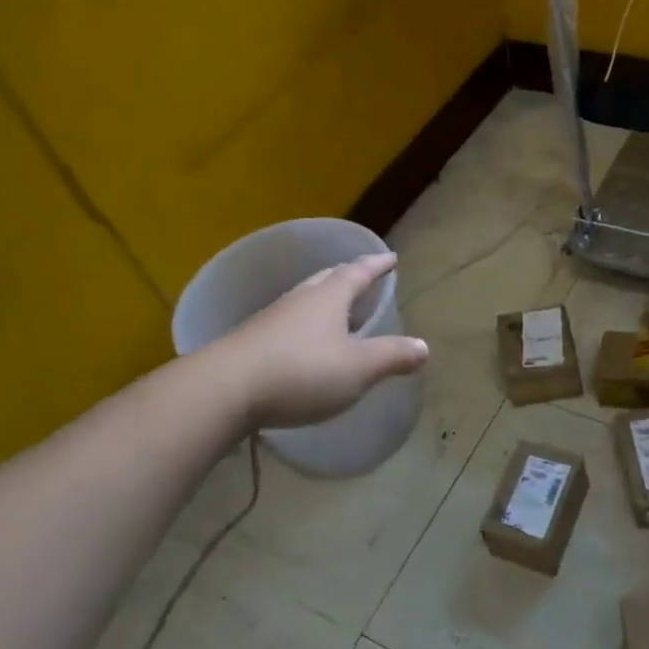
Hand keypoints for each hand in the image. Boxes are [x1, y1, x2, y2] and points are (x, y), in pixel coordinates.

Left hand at [204, 253, 428, 429]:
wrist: (224, 390)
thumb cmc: (301, 372)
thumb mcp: (358, 368)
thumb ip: (392, 356)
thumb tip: (424, 346)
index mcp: (329, 297)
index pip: (358, 272)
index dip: (376, 266)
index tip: (391, 258)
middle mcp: (299, 300)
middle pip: (326, 279)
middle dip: (346, 276)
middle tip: (361, 277)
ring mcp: (271, 319)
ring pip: (303, 300)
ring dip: (322, 300)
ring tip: (335, 309)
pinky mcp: (251, 343)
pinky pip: (286, 324)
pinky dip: (303, 325)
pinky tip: (303, 343)